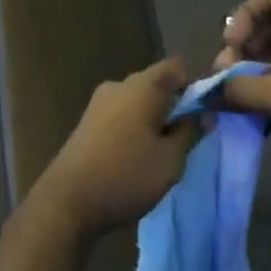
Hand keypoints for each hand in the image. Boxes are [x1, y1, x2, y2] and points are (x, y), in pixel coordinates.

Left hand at [31, 59, 197, 236]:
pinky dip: (134, 129)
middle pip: (156, 84)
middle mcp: (119, 86)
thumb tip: (204, 114)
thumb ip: (191, 132)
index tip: (204, 114)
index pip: (178, 67)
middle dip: (175, 106)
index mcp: (143, 86)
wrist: (66, 203)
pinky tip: (137, 158)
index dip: (196, 85)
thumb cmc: (126, 176)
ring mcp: (98, 104)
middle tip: (187, 139)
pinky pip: (121, 116)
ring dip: (154, 121)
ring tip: (163, 154)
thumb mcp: (171, 159)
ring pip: (138, 102)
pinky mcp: (86, 124)